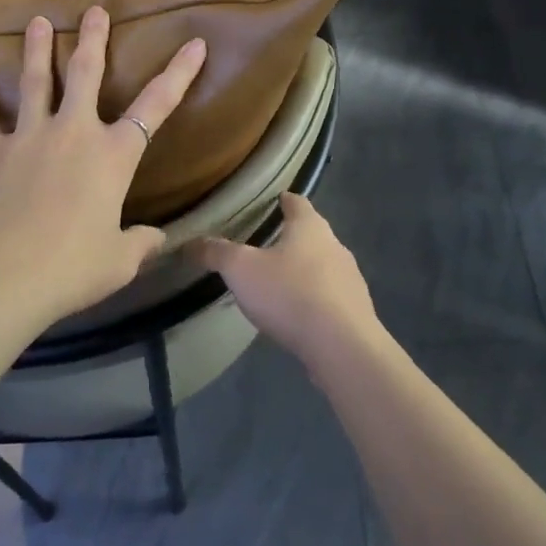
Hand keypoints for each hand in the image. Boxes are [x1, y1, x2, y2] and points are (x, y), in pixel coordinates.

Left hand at [0, 6, 206, 328]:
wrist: (2, 275)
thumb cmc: (71, 268)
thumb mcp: (119, 261)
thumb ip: (141, 243)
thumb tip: (158, 239)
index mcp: (113, 155)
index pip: (156, 105)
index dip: (179, 74)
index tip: (194, 44)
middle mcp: (73, 132)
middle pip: (85, 73)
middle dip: (92, 39)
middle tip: (93, 10)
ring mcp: (28, 136)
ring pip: (33, 81)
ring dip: (36, 49)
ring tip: (37, 22)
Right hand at [191, 194, 382, 367]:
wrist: (342, 346)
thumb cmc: (290, 294)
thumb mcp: (241, 270)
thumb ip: (216, 253)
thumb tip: (190, 243)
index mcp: (310, 227)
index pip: (297, 202)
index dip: (284, 200)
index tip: (273, 201)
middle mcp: (335, 245)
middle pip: (312, 233)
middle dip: (291, 238)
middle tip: (266, 245)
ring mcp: (350, 278)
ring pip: (323, 265)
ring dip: (304, 270)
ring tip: (279, 282)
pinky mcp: (355, 310)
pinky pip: (330, 296)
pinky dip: (314, 298)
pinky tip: (298, 314)